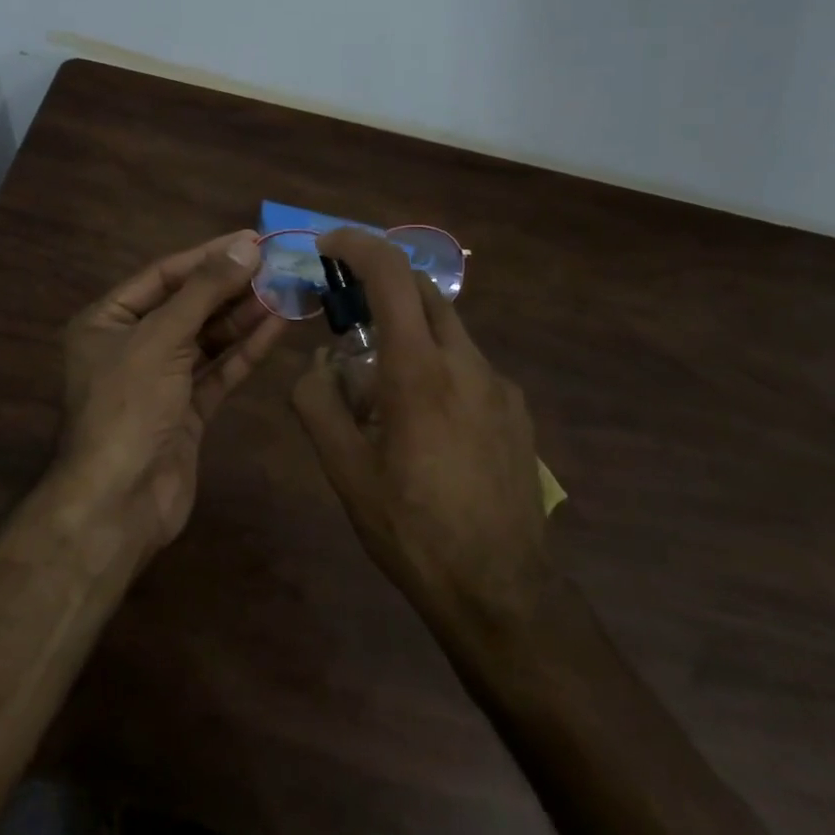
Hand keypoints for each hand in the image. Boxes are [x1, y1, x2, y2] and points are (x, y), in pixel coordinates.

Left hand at [58, 230, 284, 552]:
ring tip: (286, 288)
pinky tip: (278, 326)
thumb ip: (205, 292)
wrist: (119, 502)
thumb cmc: (128, 406)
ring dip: (244, 315)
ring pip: (207, 338)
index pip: (163, 275)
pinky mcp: (187, 411)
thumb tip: (246, 247)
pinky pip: (219, 371)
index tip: (252, 240)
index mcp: (107, 321)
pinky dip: (246, 350)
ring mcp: (161, 380)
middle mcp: (132, 346)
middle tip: (277, 263)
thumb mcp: (161, 338)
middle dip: (231, 286)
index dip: (208, 256)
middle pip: (188, 305)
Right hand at [291, 228, 551, 634]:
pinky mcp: (516, 410)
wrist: (502, 590)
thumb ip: (319, 403)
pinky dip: (435, 364)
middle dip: (381, 284)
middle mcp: (467, 363)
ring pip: (447, 330)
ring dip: (407, 330)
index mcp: (420, 371)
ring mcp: (499, 385)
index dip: (358, 245)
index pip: (392, 276)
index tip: (328, 244)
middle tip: (345, 310)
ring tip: (379, 383)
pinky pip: (468, 365)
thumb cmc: (413, 529)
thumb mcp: (345, 471)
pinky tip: (424, 420)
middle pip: (424, 292)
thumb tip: (320, 363)